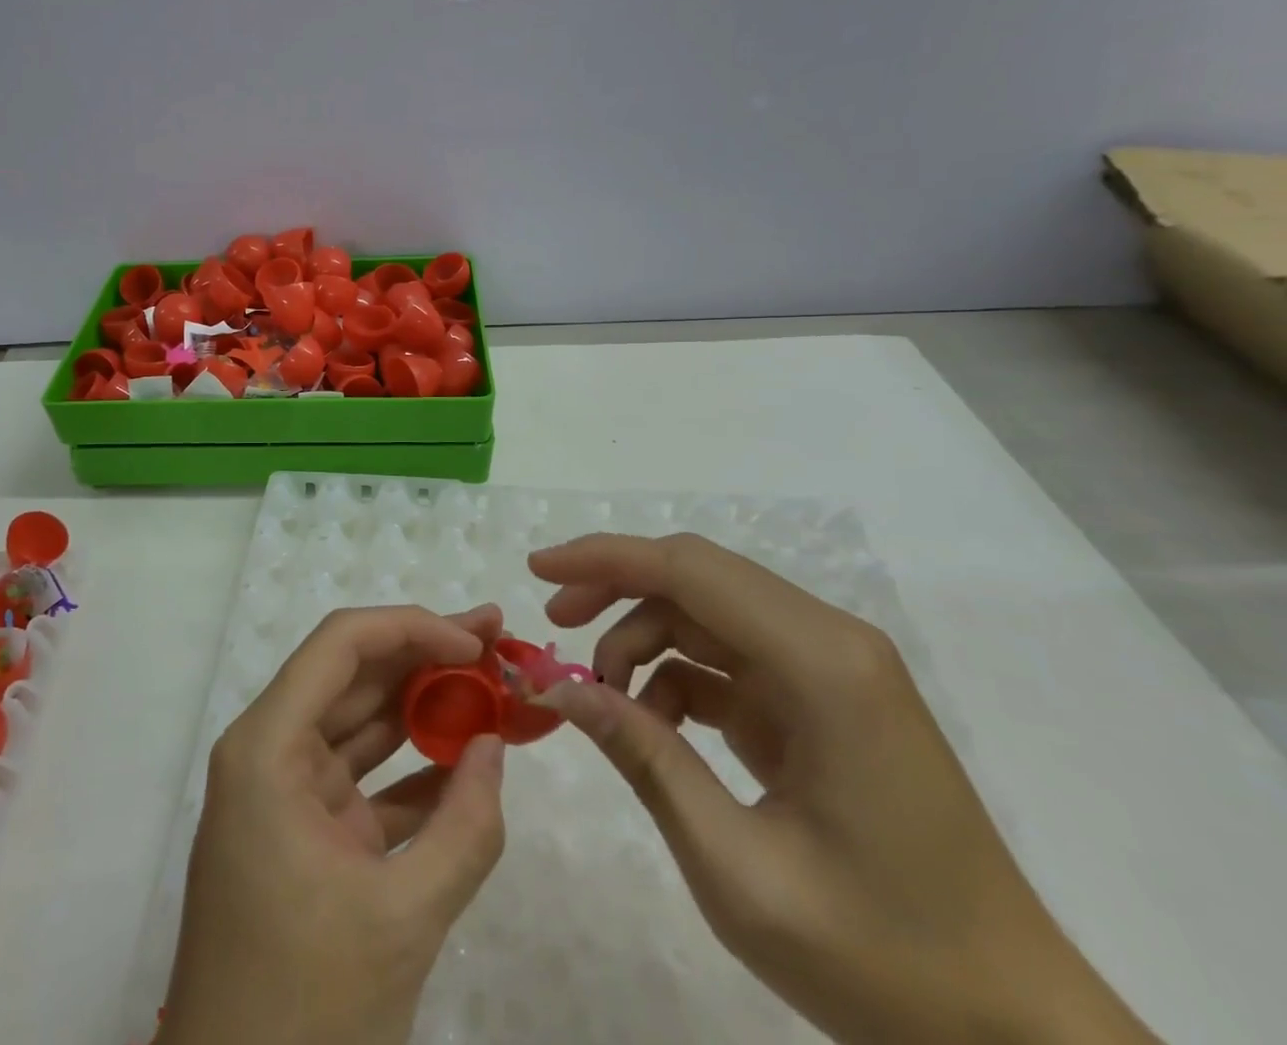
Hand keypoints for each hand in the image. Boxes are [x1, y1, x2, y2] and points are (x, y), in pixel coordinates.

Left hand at [160, 606, 507, 1044]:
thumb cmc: (305, 1004)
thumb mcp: (401, 918)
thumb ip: (465, 828)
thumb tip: (495, 746)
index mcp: (268, 747)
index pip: (341, 645)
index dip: (409, 627)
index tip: (472, 642)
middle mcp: (270, 751)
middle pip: (352, 674)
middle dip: (425, 654)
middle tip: (494, 641)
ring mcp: (287, 792)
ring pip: (361, 722)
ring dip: (423, 705)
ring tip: (490, 684)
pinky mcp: (307, 832)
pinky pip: (365, 780)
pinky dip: (414, 769)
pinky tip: (467, 761)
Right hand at [530, 534, 1160, 1044]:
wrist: (1018, 1035)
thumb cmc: (882, 959)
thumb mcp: (737, 869)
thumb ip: (643, 758)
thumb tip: (556, 688)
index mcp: (822, 665)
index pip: (690, 570)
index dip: (604, 558)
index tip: (537, 571)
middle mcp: (830, 643)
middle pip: (696, 576)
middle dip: (613, 588)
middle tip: (553, 624)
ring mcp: (829, 670)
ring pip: (704, 612)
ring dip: (640, 638)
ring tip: (601, 698)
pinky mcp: (820, 700)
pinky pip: (727, 657)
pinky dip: (674, 675)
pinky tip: (650, 724)